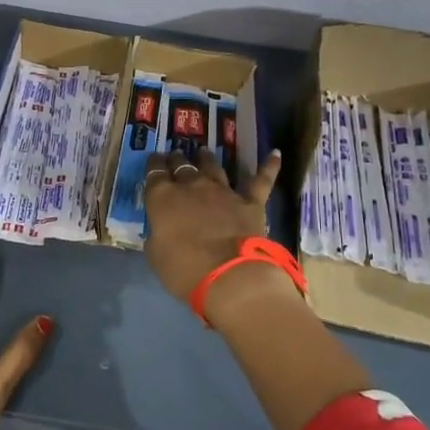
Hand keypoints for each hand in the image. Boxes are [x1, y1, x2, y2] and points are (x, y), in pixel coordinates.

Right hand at [141, 147, 283, 304]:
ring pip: (213, 166)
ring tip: (203, 152)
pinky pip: (261, 180)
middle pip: (182, 165)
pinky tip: (275, 153)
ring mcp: (223, 191)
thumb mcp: (155, 255)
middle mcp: (192, 186)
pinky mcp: (250, 202)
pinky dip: (269, 166)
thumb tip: (160, 229)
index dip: (154, 165)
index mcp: (163, 198)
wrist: (230, 277)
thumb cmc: (184, 270)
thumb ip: (157, 235)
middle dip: (177, 160)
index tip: (154, 160)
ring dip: (207, 158)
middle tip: (175, 156)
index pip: (155, 173)